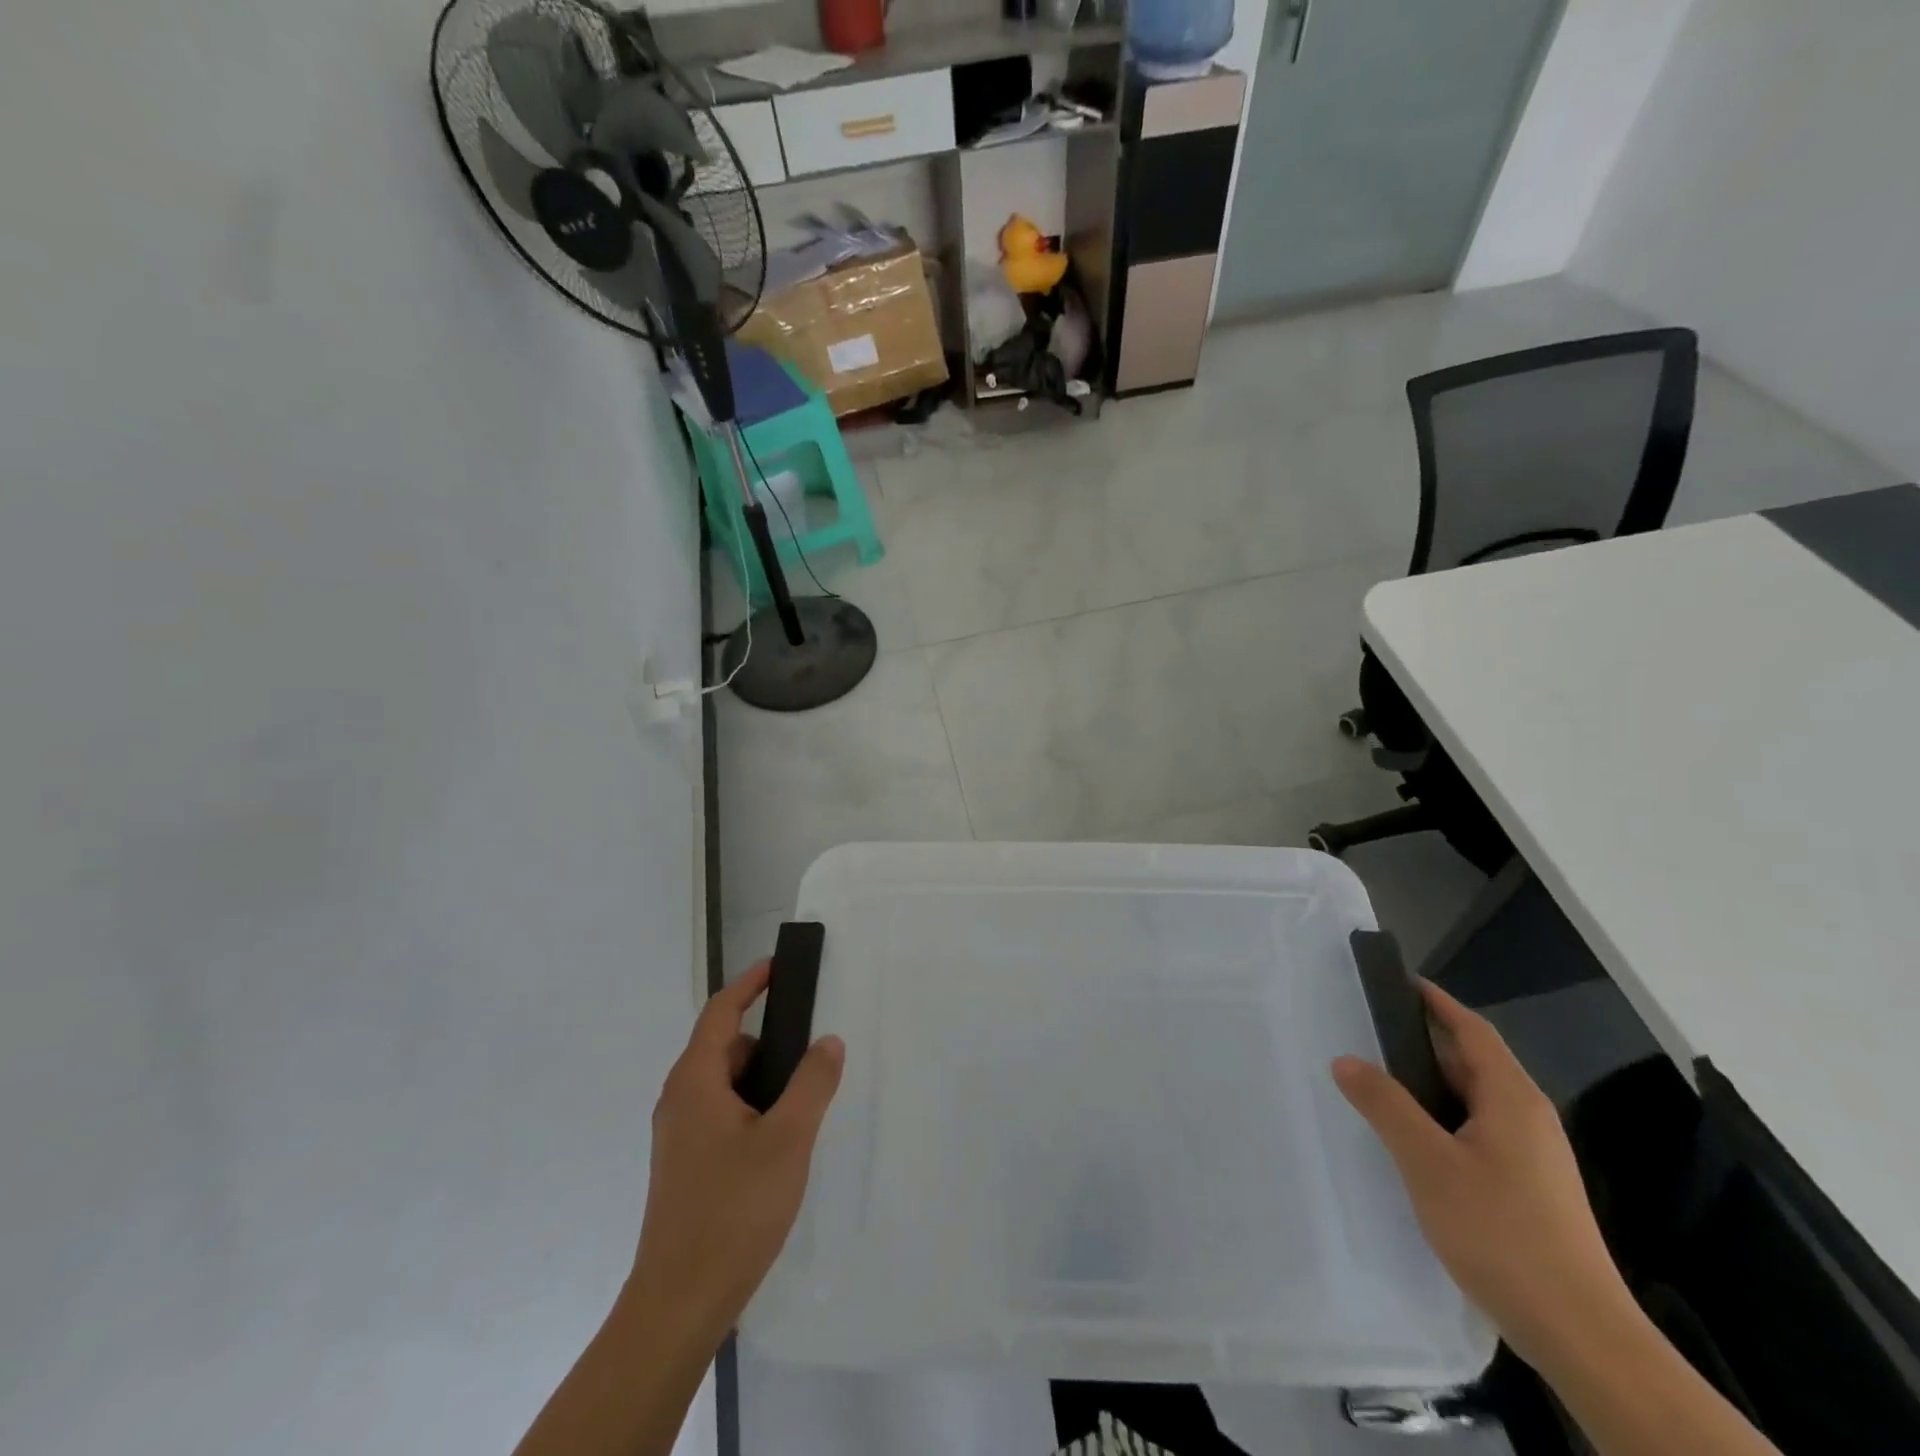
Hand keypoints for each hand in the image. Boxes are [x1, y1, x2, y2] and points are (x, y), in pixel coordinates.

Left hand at [629, 961, 844, 1339]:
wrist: (678, 1304)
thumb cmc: (733, 1210)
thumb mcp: (788, 1140)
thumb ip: (812, 1083)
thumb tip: (828, 1040)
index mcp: (695, 1081)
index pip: (721, 1012)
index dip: (750, 984)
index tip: (779, 967)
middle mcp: (679, 1100)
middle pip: (723, 1047)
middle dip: (767, 1039)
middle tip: (810, 1045)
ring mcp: (678, 1135)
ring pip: (723, 1084)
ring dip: (761, 1078)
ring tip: (804, 1096)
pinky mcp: (684, 1165)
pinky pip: (720, 1113)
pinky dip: (751, 1106)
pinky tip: (781, 1139)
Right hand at [1331, 979, 1636, 1370]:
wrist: (1581, 1335)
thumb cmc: (1502, 1233)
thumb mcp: (1428, 1163)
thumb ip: (1385, 1105)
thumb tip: (1346, 1060)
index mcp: (1511, 1098)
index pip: (1471, 1030)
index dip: (1436, 1002)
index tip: (1398, 981)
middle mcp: (1529, 1117)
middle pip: (1472, 1062)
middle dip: (1422, 1043)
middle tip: (1368, 1033)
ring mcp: (1534, 1156)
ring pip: (1473, 1100)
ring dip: (1429, 1085)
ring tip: (1378, 1083)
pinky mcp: (1530, 1188)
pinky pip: (1478, 1131)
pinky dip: (1442, 1119)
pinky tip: (1413, 1141)